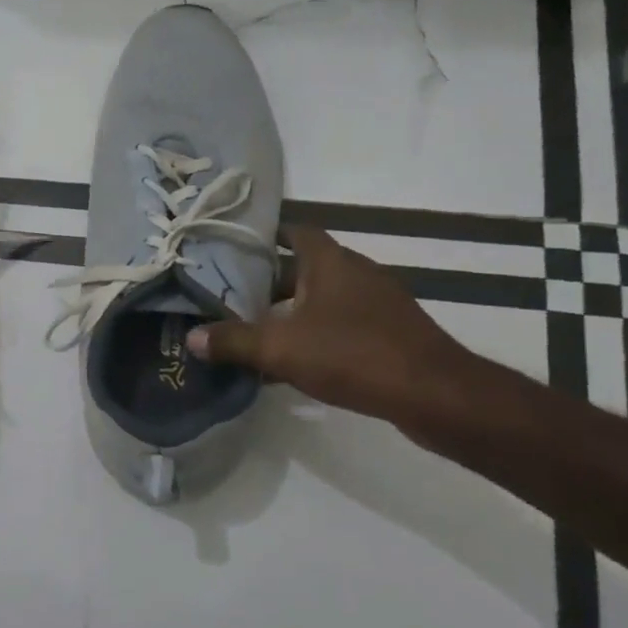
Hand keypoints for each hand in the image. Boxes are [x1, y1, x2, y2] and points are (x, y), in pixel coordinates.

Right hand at [186, 225, 475, 423]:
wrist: (435, 395)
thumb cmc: (353, 354)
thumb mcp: (280, 348)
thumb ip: (233, 341)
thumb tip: (192, 338)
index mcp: (330, 262)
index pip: (295, 231)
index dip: (265, 236)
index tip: (234, 248)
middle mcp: (356, 273)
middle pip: (304, 268)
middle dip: (269, 282)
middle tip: (233, 297)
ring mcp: (379, 303)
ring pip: (323, 298)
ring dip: (293, 311)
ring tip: (256, 330)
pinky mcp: (391, 333)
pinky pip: (343, 324)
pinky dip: (317, 334)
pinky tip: (296, 362)